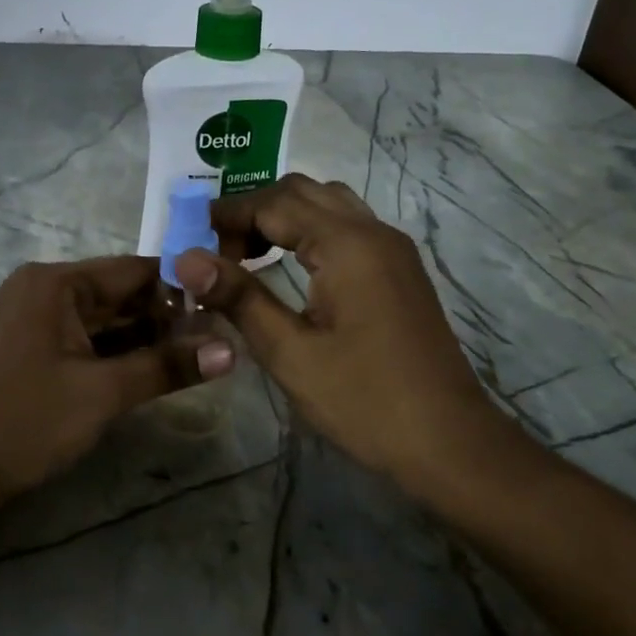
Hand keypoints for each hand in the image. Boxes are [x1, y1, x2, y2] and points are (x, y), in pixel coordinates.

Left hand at [0, 256, 235, 501]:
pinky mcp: (20, 351)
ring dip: (140, 340)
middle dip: (163, 318)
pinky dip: (110, 356)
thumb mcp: (102, 393)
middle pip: (115, 295)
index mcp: (54, 283)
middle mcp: (38, 290)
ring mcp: (25, 321)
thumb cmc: (23, 423)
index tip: (223, 309)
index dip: (181, 288)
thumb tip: (232, 351)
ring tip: (191, 360)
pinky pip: (77, 342)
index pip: (133, 271)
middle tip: (215, 342)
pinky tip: (144, 373)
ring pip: (97, 322)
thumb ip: (166, 366)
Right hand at [173, 174, 504, 485]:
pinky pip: (349, 229)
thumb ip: (239, 298)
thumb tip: (185, 259)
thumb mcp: (291, 353)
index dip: (228, 217)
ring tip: (249, 258)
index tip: (189, 241)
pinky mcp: (401, 272)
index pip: (274, 203)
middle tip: (219, 253)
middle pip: (303, 193)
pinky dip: (312, 233)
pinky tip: (291, 269)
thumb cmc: (365, 401)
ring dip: (286, 218)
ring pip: (330, 206)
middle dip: (255, 212)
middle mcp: (374, 232)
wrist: (449, 442)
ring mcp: (393, 250)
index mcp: (347, 244)